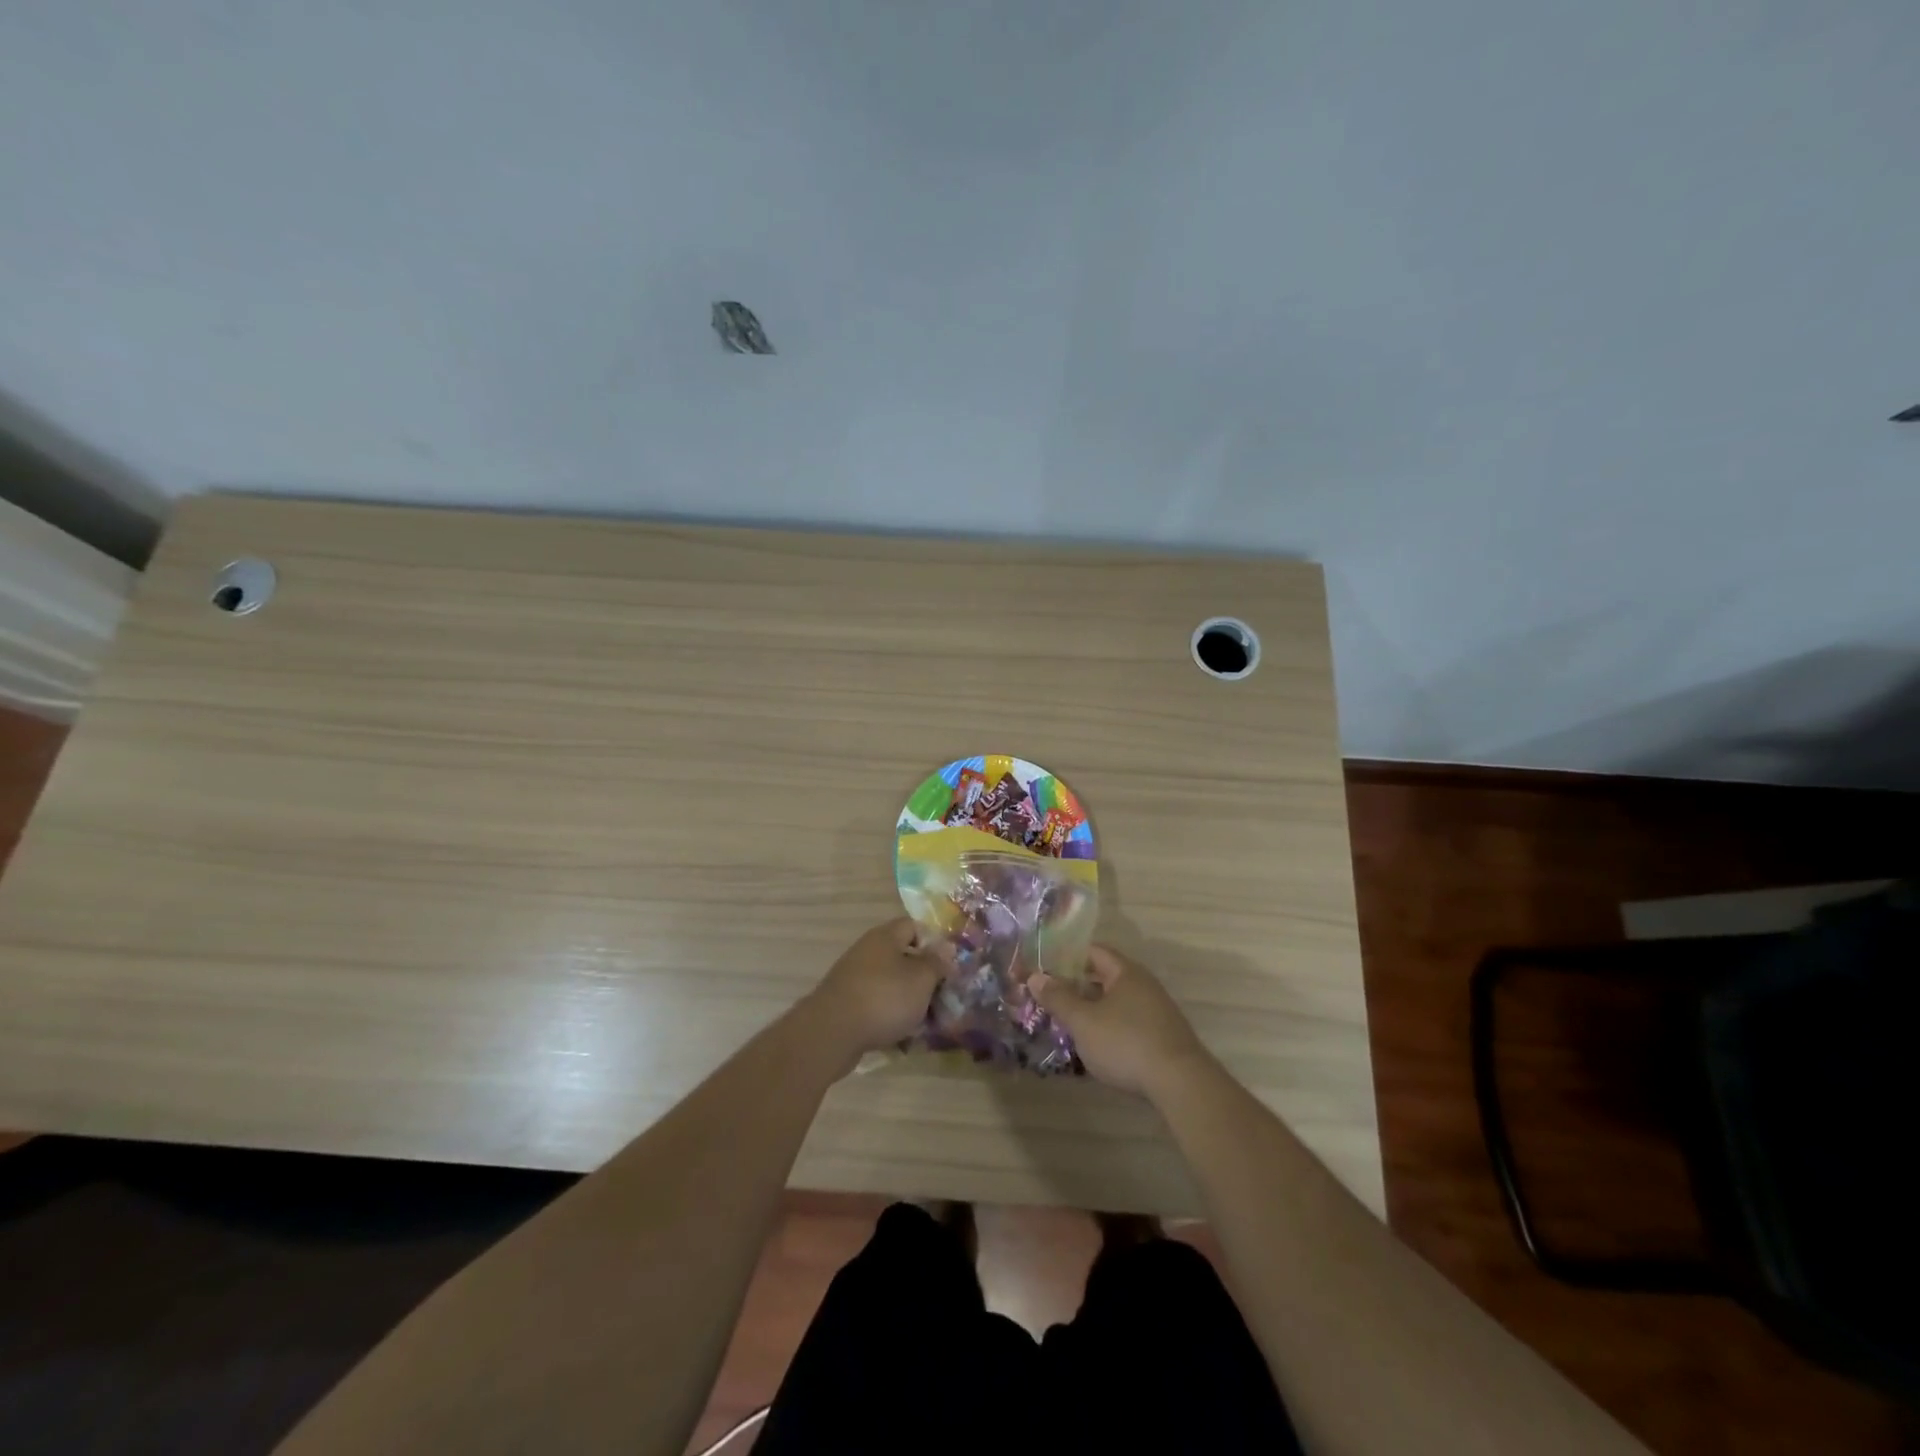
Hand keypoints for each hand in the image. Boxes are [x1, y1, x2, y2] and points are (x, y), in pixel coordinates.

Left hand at [804, 918, 945, 1066]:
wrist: (832, 1033)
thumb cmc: (884, 998)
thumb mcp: (921, 979)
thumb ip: (936, 963)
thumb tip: (946, 947)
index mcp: (885, 937)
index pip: (913, 926)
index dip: (934, 942)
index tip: (948, 964)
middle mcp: (867, 951)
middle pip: (902, 957)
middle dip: (923, 977)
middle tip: (942, 995)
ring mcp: (854, 978)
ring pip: (890, 983)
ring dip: (908, 1000)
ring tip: (925, 1021)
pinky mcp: (846, 1004)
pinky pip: (876, 1005)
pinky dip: (889, 1017)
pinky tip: (901, 1037)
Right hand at [1031, 945, 1213, 1099]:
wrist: (1181, 1084)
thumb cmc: (1126, 1043)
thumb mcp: (1083, 1021)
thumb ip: (1058, 998)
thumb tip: (1035, 976)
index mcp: (1125, 972)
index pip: (1093, 951)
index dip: (1067, 955)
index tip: (1044, 966)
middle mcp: (1143, 985)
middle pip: (1104, 976)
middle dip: (1076, 985)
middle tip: (1049, 996)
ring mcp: (1156, 1011)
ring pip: (1115, 1001)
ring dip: (1091, 1008)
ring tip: (1066, 1022)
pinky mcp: (1161, 1036)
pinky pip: (1127, 1021)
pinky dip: (1107, 1026)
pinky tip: (1094, 1045)